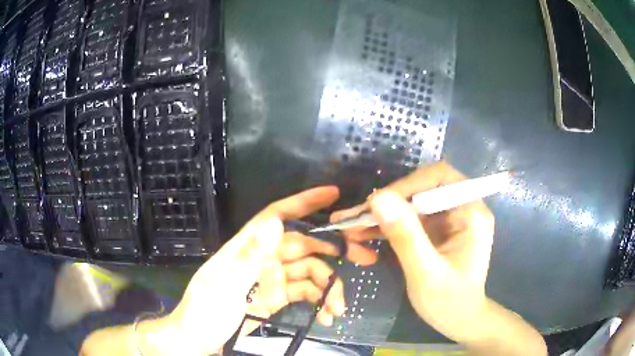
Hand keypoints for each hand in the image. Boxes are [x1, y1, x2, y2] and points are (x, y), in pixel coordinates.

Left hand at [164, 187, 376, 354]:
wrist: (197, 340)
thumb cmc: (203, 311)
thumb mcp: (223, 287)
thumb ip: (249, 256)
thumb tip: (275, 221)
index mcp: (248, 247)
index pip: (278, 216)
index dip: (304, 203)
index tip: (334, 194)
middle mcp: (264, 258)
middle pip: (305, 245)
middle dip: (335, 249)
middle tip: (364, 258)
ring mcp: (273, 279)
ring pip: (310, 272)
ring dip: (329, 288)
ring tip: (339, 308)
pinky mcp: (279, 298)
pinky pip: (306, 293)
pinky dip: (319, 302)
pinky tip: (326, 317)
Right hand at [331, 162, 494, 343]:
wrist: (459, 320)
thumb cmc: (449, 301)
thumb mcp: (426, 272)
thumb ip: (405, 236)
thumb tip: (378, 198)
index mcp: (471, 212)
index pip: (440, 178)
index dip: (408, 185)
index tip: (378, 204)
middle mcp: (462, 208)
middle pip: (422, 189)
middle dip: (389, 201)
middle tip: (355, 216)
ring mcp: (449, 219)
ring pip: (412, 204)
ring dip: (383, 214)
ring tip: (350, 225)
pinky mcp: (438, 231)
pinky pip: (410, 220)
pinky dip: (388, 226)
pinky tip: (364, 234)